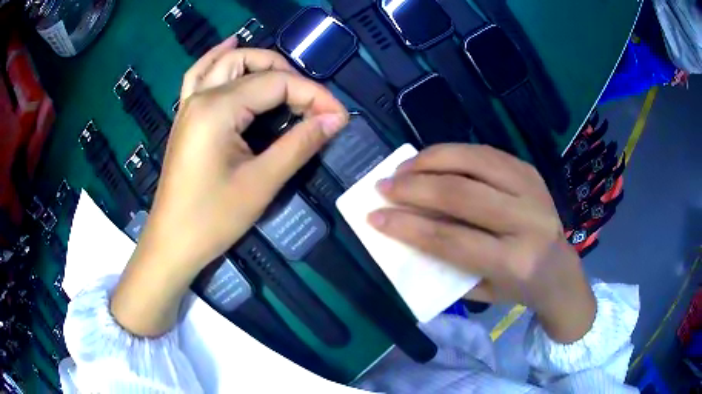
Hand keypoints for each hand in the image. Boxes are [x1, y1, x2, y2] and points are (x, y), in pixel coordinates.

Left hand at [111, 42, 348, 335]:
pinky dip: (217, 59)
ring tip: (282, 71)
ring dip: (255, 60)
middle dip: (287, 73)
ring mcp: (188, 105)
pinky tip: (229, 48)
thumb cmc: (213, 219)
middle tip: (312, 100)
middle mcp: (201, 96)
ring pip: (223, 63)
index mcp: (218, 108)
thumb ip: (300, 144)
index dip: (313, 94)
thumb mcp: (261, 183)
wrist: (172, 242)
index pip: (277, 83)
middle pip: (250, 63)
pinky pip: (200, 75)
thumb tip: (336, 118)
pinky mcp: (185, 118)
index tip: (339, 115)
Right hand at [368, 144, 595, 342]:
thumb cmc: (518, 289)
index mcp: (514, 261)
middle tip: (383, 186)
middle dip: (413, 187)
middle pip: (461, 193)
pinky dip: (453, 152)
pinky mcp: (530, 171)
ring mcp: (532, 189)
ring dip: (431, 160)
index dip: (407, 226)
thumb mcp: (481, 290)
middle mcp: (527, 220)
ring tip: (403, 168)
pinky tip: (433, 160)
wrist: (560, 271)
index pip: (451, 238)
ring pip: (473, 161)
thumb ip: (446, 263)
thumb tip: (405, 230)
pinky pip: (485, 152)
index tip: (374, 217)